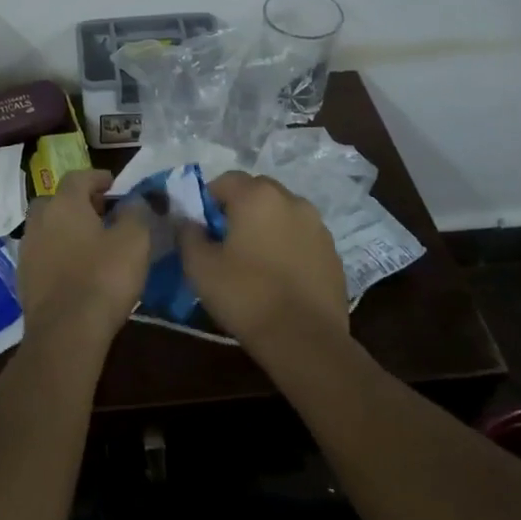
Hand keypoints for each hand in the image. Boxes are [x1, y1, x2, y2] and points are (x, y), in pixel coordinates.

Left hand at [19, 169, 151, 351]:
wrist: (65, 332)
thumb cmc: (103, 278)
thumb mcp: (134, 240)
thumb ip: (136, 213)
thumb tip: (134, 200)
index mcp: (64, 203)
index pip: (78, 177)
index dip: (97, 177)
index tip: (112, 183)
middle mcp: (39, 219)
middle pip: (56, 200)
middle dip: (77, 202)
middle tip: (100, 212)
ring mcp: (27, 249)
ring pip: (47, 227)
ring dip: (65, 228)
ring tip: (89, 242)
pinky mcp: (23, 277)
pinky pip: (43, 254)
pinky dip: (57, 253)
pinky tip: (75, 268)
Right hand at [178, 172, 348, 354]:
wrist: (305, 340)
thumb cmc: (246, 296)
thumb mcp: (199, 266)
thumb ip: (187, 234)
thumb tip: (188, 221)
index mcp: (257, 196)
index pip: (225, 180)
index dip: (208, 200)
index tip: (201, 228)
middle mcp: (291, 200)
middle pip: (257, 192)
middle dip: (239, 208)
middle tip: (225, 241)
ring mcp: (317, 226)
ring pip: (282, 213)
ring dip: (266, 225)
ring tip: (254, 260)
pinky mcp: (333, 252)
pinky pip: (301, 237)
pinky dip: (288, 246)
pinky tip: (279, 276)